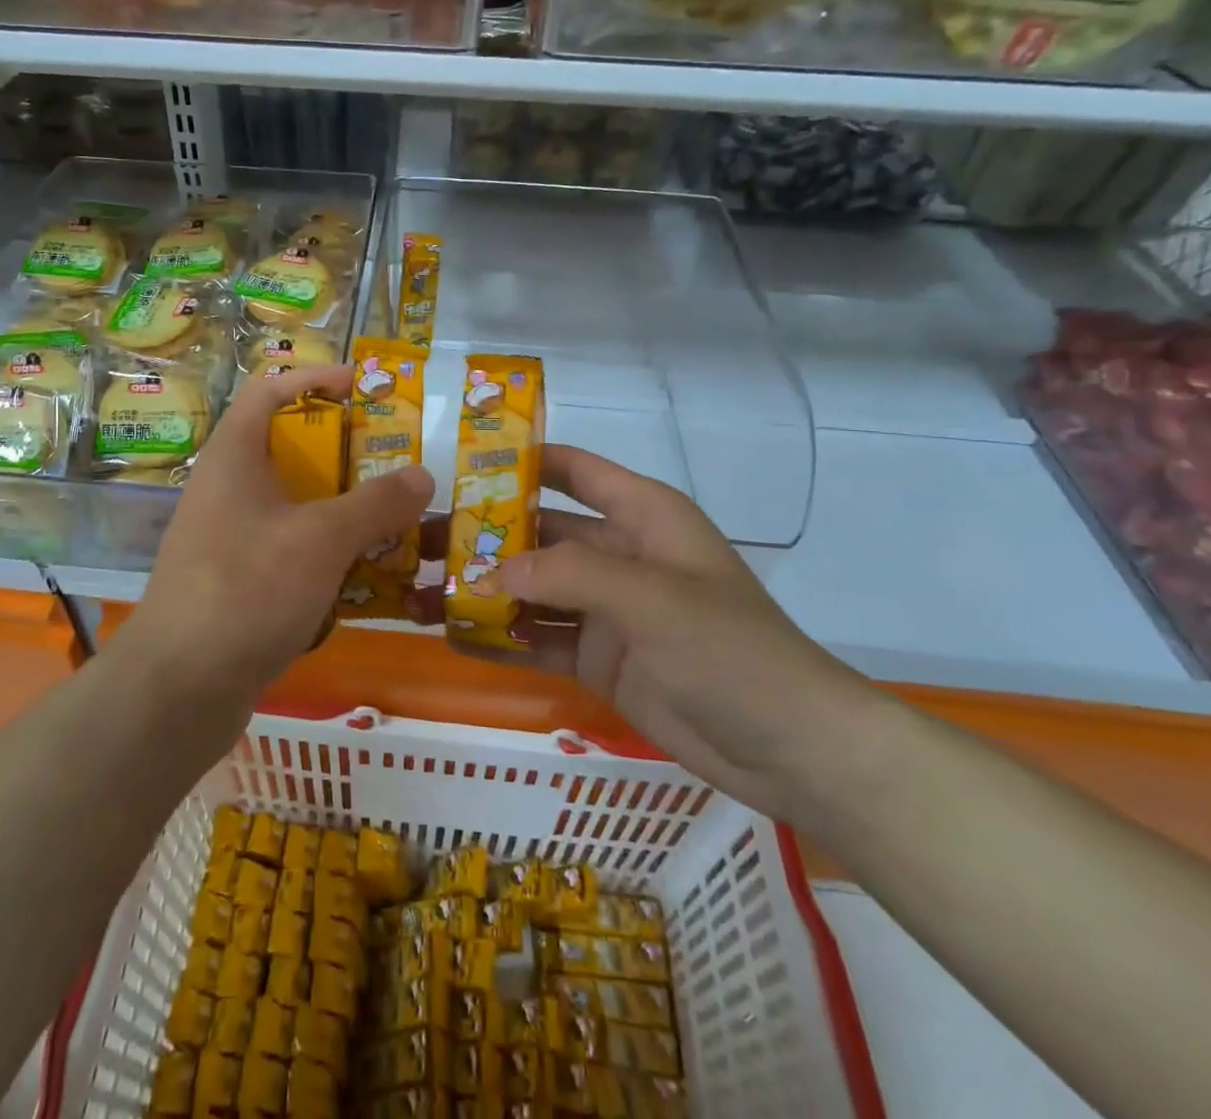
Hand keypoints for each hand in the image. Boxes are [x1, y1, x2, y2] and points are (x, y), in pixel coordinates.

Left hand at [127, 364, 434, 698]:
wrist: (179, 689)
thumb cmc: (246, 590)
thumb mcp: (320, 539)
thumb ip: (375, 503)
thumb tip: (422, 475)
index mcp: (235, 457)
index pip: (271, 390)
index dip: (316, 379)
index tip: (365, 388)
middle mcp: (229, 489)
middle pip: (292, 450)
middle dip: (347, 453)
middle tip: (397, 462)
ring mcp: (232, 538)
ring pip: (297, 506)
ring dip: (345, 509)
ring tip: (397, 518)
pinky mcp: (240, 582)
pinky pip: (293, 550)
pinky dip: (330, 554)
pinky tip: (369, 574)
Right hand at [408, 445, 878, 821]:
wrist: (790, 748)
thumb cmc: (728, 648)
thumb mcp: (647, 596)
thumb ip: (565, 574)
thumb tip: (487, 572)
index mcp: (641, 515)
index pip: (573, 470)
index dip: (521, 461)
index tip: (460, 466)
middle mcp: (618, 554)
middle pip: (539, 533)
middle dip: (484, 537)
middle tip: (420, 543)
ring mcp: (607, 609)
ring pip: (533, 589)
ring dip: (485, 591)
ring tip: (422, 592)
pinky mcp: (600, 659)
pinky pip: (541, 640)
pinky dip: (503, 639)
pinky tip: (454, 639)